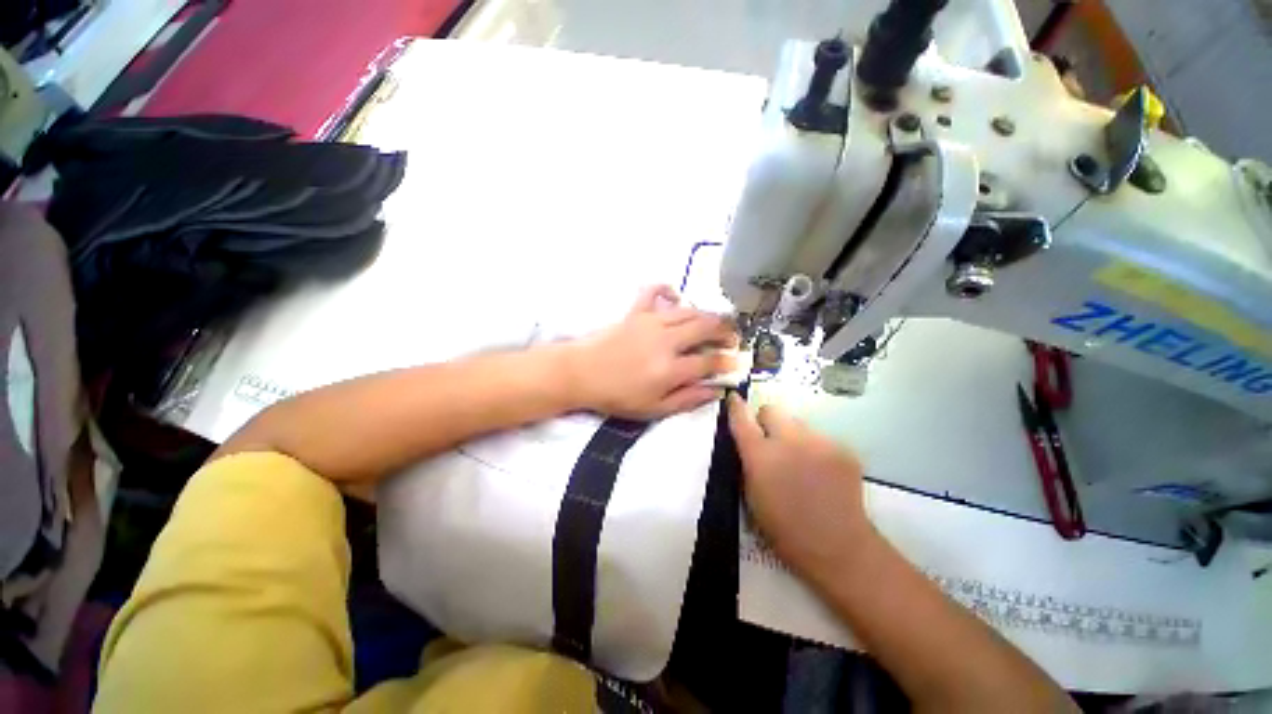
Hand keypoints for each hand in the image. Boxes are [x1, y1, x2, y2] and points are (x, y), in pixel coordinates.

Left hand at [565, 285, 737, 418]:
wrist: (581, 373)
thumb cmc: (617, 395)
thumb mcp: (654, 409)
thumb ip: (687, 399)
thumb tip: (715, 391)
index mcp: (671, 369)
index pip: (709, 361)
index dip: (726, 362)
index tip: (735, 362)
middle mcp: (666, 341)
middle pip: (705, 328)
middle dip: (725, 331)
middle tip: (733, 337)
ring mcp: (651, 322)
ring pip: (688, 311)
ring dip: (707, 315)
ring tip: (715, 322)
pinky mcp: (636, 312)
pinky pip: (654, 292)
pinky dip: (668, 290)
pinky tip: (676, 297)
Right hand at [727, 394, 876, 584]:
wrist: (838, 547)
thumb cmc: (785, 529)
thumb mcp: (751, 496)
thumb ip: (747, 462)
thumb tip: (747, 443)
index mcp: (761, 456)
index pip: (742, 418)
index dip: (736, 407)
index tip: (734, 399)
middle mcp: (789, 441)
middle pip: (772, 409)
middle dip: (766, 421)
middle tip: (771, 442)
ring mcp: (820, 442)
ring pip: (798, 424)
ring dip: (793, 436)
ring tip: (801, 463)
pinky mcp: (843, 448)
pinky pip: (820, 438)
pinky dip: (815, 449)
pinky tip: (821, 473)